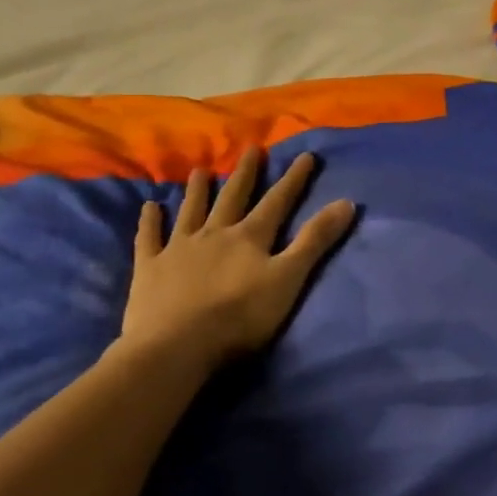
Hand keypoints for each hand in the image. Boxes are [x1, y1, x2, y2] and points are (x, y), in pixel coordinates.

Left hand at [120, 148, 355, 364]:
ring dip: (198, 190)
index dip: (293, 179)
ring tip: (201, 170)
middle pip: (233, 198)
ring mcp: (179, 248)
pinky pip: (150, 238)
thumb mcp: (288, 279)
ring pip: (191, 211)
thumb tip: (346, 202)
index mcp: (250, 237)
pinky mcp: (150, 268)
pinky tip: (150, 207)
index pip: (277, 202)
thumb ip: (315, 241)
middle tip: (252, 149)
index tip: (306, 155)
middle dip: (245, 174)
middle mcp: (215, 234)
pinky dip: (150, 222)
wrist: (176, 346)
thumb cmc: (239, 317)